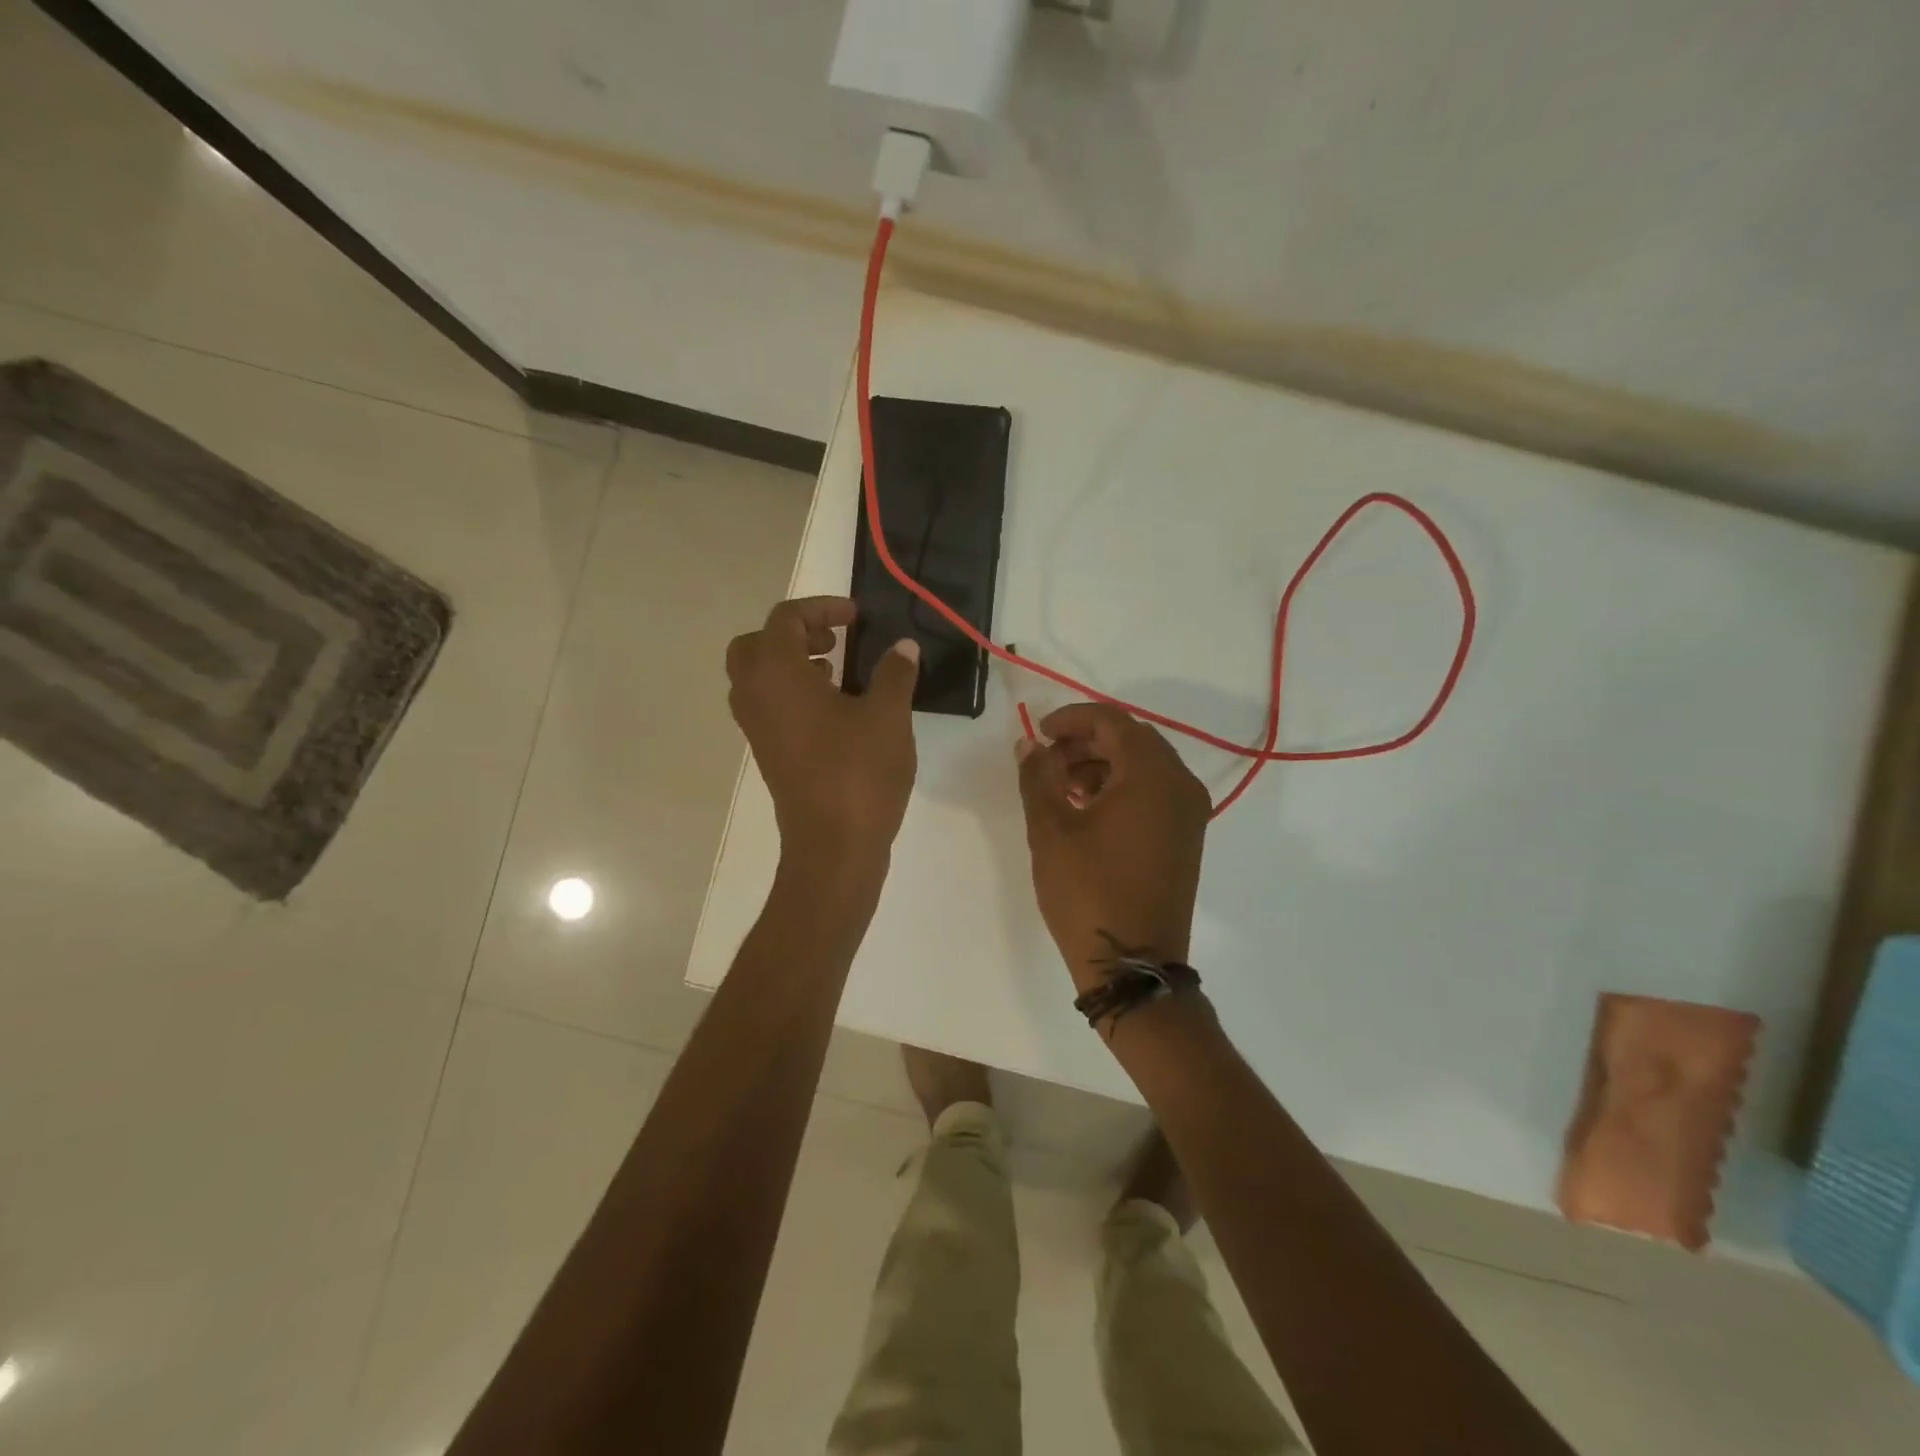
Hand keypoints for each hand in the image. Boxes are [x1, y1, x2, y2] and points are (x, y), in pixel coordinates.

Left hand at [727, 597, 919, 869]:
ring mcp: (758, 729)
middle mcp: (755, 696)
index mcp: (777, 674)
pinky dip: (793, 694)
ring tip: (837, 673)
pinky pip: (769, 707)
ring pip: (758, 678)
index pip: (785, 619)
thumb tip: (903, 647)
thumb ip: (894, 673)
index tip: (857, 617)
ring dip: (792, 664)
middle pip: (756, 646)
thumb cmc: (859, 773)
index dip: (821, 607)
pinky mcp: (768, 754)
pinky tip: (837, 710)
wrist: (833, 847)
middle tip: (833, 641)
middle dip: (793, 634)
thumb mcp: (888, 716)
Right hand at [1016, 704, 1210, 990]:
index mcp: (1152, 775)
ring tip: (1062, 789)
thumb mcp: (1051, 831)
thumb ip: (1037, 777)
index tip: (1039, 734)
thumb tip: (1030, 744)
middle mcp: (1181, 785)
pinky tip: (1087, 811)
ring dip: (1102, 765)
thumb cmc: (1088, 892)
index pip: (1112, 721)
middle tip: (1047, 762)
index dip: (1072, 719)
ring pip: (1143, 765)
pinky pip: (1154, 792)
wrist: (1133, 966)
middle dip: (1085, 742)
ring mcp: (1189, 812)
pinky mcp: (1186, 837)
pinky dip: (1121, 788)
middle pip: (1131, 739)